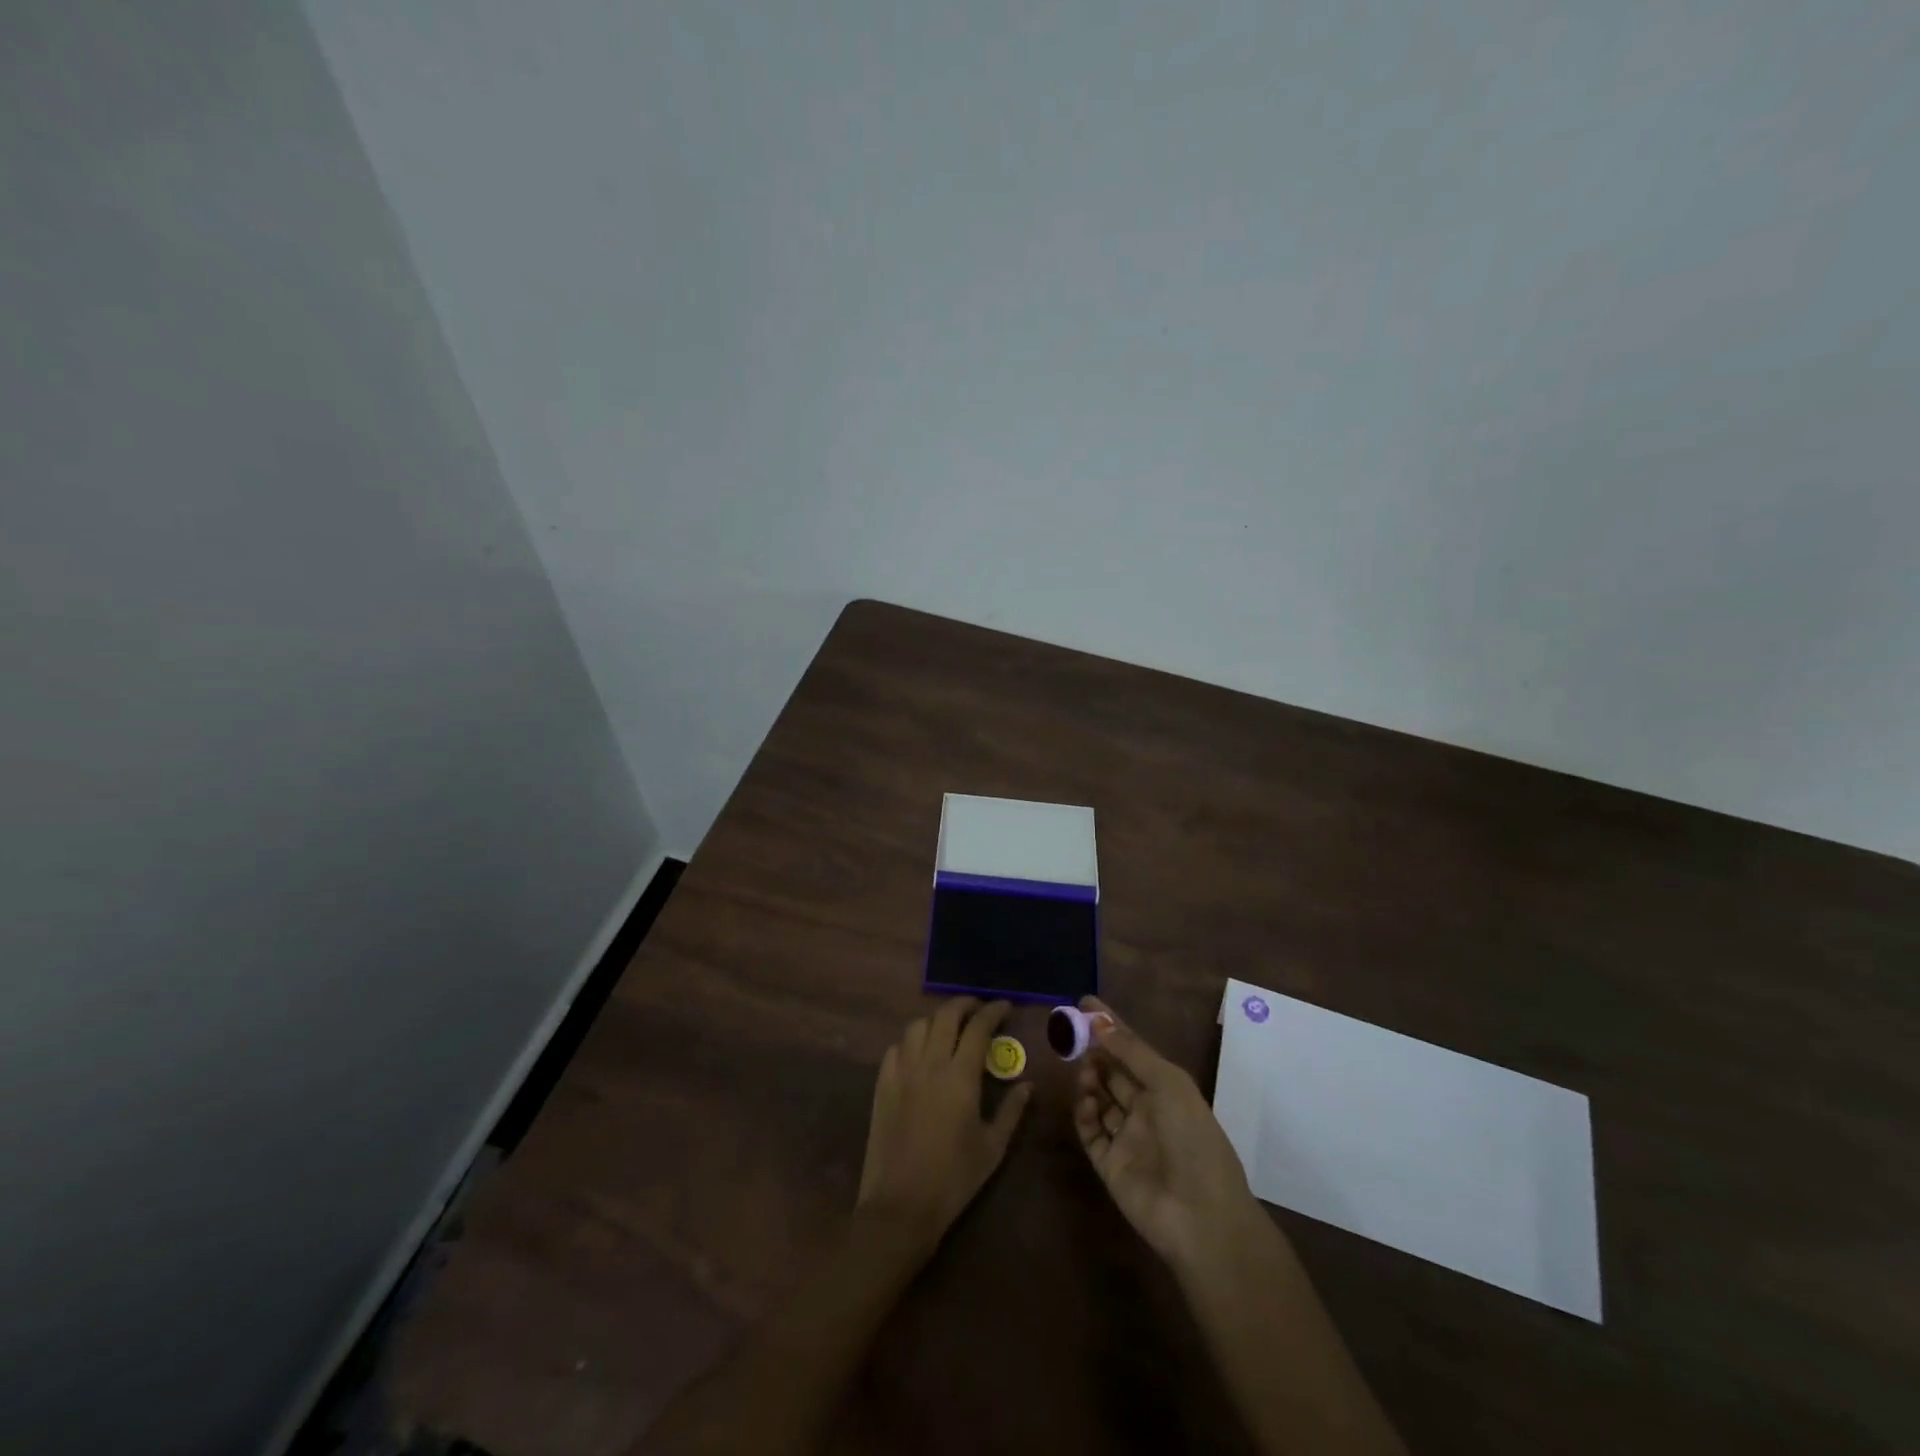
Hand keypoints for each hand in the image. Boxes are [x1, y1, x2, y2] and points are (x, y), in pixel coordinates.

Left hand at [857, 997, 1030, 1253]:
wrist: (900, 1205)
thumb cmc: (954, 1179)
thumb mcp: (992, 1148)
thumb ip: (1012, 1111)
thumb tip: (1028, 1084)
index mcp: (960, 1077)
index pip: (978, 1028)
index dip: (992, 1011)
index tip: (1004, 1006)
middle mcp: (929, 1064)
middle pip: (945, 1016)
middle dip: (964, 1004)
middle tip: (978, 1008)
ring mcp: (902, 1072)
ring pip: (917, 1026)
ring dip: (936, 1019)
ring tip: (950, 1028)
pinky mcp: (882, 1085)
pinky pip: (896, 1047)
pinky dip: (911, 1040)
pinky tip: (920, 1052)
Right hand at [1074, 996, 1262, 1271]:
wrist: (1201, 1216)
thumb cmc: (1192, 1138)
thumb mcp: (1168, 1083)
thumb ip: (1132, 1051)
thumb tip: (1098, 1021)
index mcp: (1167, 1089)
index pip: (1133, 1049)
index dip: (1110, 1026)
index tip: (1084, 1003)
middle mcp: (1146, 1110)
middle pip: (1114, 1072)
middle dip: (1095, 1051)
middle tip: (1072, 1034)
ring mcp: (1127, 1138)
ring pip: (1100, 1099)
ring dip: (1090, 1080)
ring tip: (1083, 1069)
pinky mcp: (1110, 1164)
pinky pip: (1091, 1131)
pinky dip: (1084, 1113)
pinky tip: (1085, 1101)